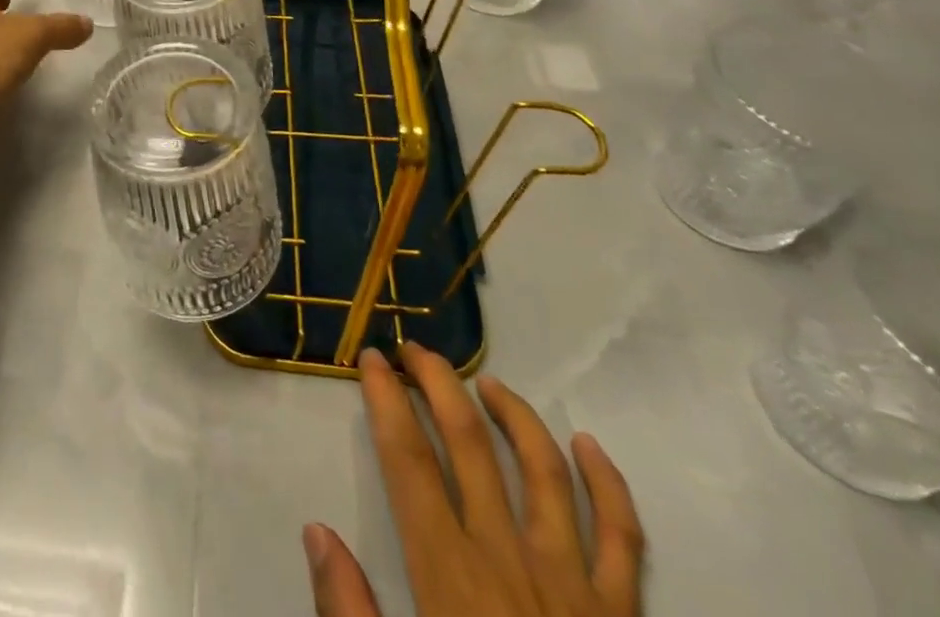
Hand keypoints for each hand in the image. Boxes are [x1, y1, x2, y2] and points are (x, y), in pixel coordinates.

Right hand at [304, 344, 642, 616]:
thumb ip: (350, 614)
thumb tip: (316, 531)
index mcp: (451, 579)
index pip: (408, 461)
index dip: (386, 400)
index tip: (372, 360)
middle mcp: (510, 562)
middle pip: (469, 443)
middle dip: (438, 385)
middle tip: (415, 350)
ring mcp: (574, 588)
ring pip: (543, 470)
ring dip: (512, 414)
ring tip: (484, 381)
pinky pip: (623, 539)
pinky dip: (609, 485)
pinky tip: (589, 444)